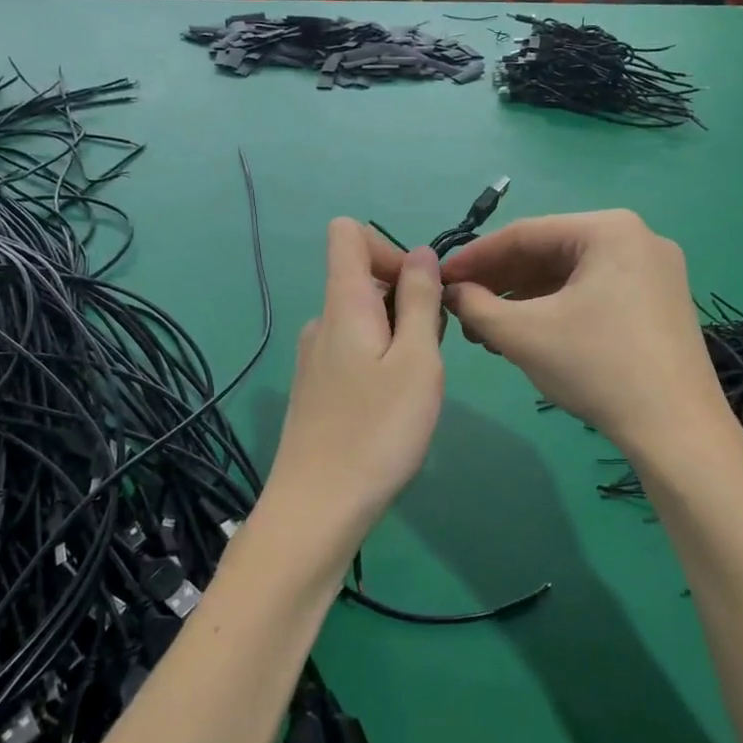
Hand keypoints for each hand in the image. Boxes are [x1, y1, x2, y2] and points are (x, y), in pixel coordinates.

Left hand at [265, 220, 444, 545]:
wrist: (318, 509)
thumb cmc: (377, 431)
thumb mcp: (417, 360)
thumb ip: (419, 300)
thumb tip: (421, 254)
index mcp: (343, 303)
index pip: (347, 233)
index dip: (389, 247)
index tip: (418, 292)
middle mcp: (322, 321)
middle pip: (364, 279)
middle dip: (407, 302)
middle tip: (428, 356)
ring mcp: (315, 357)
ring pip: (365, 321)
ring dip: (399, 338)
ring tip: (414, 389)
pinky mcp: (316, 389)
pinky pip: (354, 352)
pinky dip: (381, 363)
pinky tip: (391, 409)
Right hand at [441, 211, 728, 454]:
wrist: (678, 431)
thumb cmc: (598, 368)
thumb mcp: (523, 334)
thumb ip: (476, 306)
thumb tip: (452, 292)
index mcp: (609, 229)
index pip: (525, 234)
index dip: (475, 257)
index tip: (440, 279)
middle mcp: (637, 238)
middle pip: (550, 253)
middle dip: (501, 283)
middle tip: (462, 310)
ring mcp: (655, 271)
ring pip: (572, 276)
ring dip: (525, 300)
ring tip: (488, 330)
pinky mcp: (660, 303)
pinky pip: (596, 293)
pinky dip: (558, 310)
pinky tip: (528, 335)